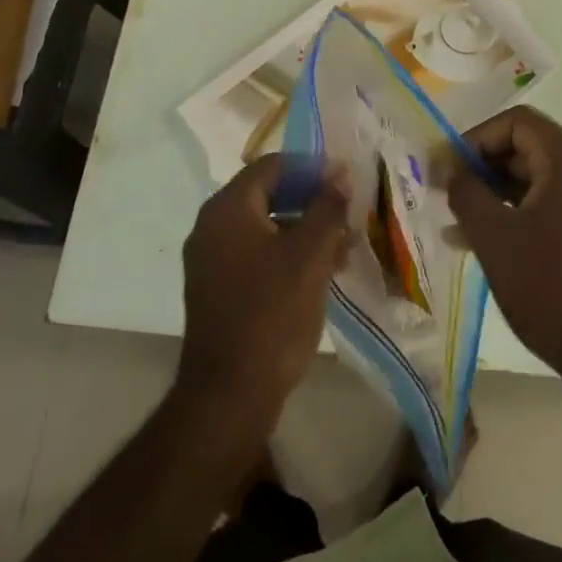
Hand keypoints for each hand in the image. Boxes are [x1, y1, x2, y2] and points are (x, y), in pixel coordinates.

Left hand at [178, 155, 350, 430]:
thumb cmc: (272, 314)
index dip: (312, 168)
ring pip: (266, 227)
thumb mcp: (309, 256)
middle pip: (269, 194)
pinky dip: (288, 254)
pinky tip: (322, 272)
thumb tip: (340, 173)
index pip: (272, 166)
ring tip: (345, 248)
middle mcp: (212, 226)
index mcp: (228, 209)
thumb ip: (327, 208)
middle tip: (349, 213)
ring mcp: (212, 259)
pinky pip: (257, 254)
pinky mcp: (219, 288)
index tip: (346, 180)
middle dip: (312, 201)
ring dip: (305, 230)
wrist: (229, 395)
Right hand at [448, 108, 561, 409]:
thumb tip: (448, 169)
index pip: (517, 122)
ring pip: (537, 178)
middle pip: (528, 147)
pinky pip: (551, 203)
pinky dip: (518, 212)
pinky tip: (483, 239)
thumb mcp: (494, 236)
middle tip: (447, 191)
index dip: (476, 137)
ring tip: (456, 220)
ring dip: (496, 191)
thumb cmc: (549, 288)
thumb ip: (465, 192)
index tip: (448, 167)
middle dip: (483, 166)